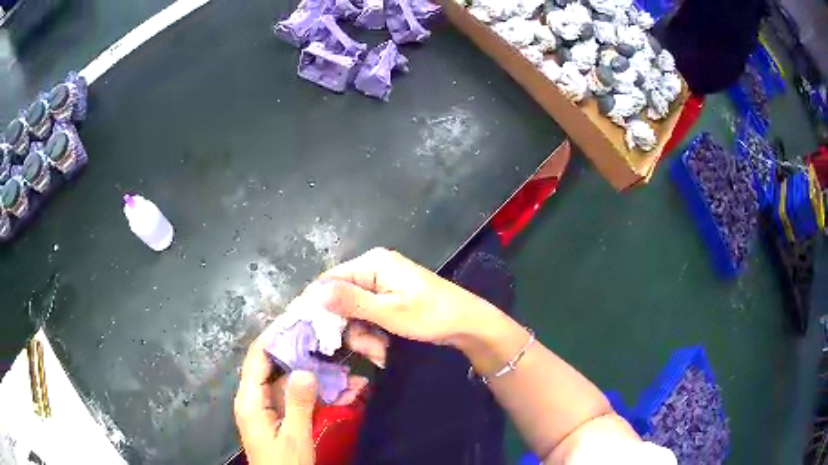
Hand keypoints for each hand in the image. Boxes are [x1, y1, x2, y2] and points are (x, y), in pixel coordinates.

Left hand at [234, 332, 367, 464]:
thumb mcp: (293, 437)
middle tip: (322, 334)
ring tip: (337, 361)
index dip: (274, 335)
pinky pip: (294, 395)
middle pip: (272, 364)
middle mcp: (254, 397)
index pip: (257, 357)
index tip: (296, 319)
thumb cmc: (284, 464)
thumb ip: (297, 404)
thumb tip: (304, 369)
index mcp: (250, 400)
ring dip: (311, 371)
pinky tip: (337, 387)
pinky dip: (313, 390)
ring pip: (286, 380)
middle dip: (297, 350)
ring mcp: (267, 406)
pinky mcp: (278, 415)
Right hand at [307, 247, 502, 349]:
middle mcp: (373, 270)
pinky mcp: (388, 300)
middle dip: (350, 329)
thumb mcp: (389, 312)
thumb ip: (351, 302)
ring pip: (354, 313)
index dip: (316, 305)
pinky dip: (372, 334)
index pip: (328, 280)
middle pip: (341, 300)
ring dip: (363, 336)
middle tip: (367, 349)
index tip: (306, 331)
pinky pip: (368, 317)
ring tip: (380, 351)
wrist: (468, 324)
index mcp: (372, 263)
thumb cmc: (431, 315)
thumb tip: (315, 293)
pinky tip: (384, 349)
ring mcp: (381, 285)